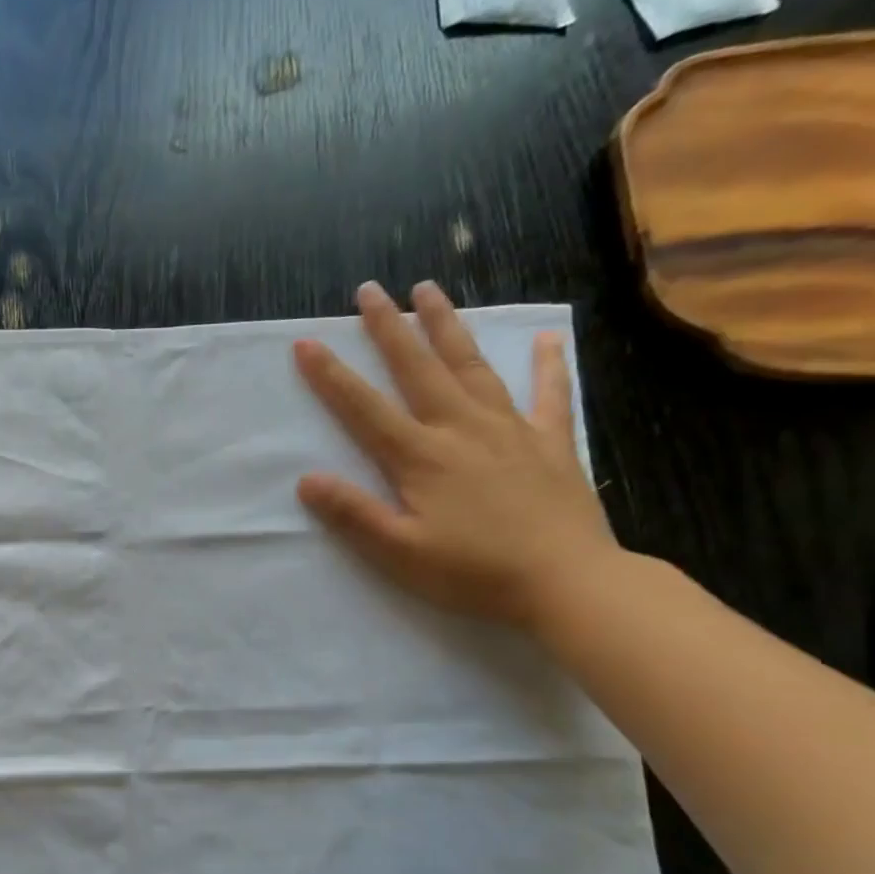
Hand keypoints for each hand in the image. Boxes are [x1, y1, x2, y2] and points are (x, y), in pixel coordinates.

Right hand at [294, 280, 618, 628]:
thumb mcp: (399, 553)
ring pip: (473, 367)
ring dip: (447, 327)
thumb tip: (306, 479)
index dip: (331, 376)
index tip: (306, 343)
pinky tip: (546, 339)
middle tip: (369, 291)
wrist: (568, 583)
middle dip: (389, 328)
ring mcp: (510, 430)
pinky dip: (548, 365)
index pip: (364, 409)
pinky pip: (550, 395)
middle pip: (418, 369)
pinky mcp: (550, 443)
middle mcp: (461, 429)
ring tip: (430, 290)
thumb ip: (353, 514)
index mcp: (421, 457)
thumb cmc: (474, 573)